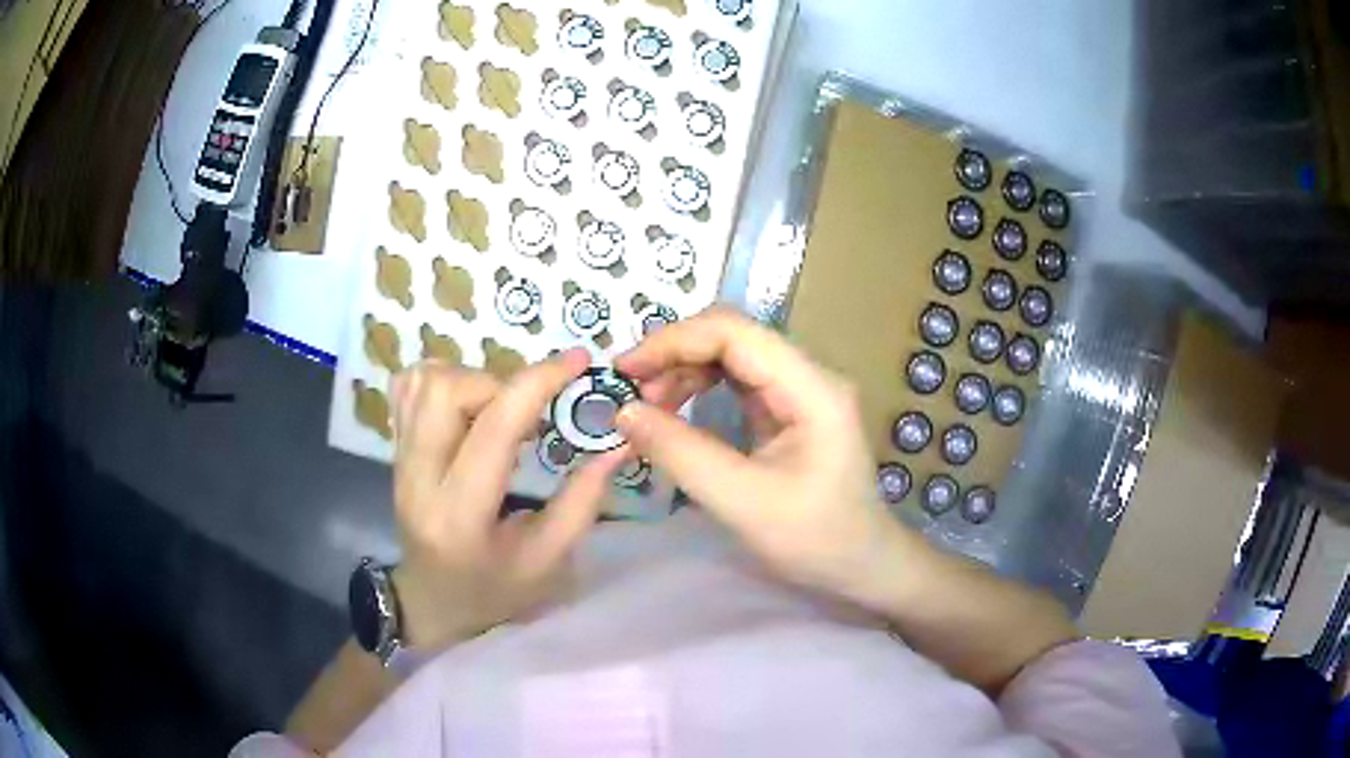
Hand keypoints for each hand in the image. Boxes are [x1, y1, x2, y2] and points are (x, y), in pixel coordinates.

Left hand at [388, 350, 624, 653]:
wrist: (431, 600)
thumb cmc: (494, 590)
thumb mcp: (548, 560)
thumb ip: (583, 500)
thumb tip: (618, 442)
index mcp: (461, 515)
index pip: (494, 428)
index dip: (539, 383)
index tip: (578, 361)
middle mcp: (419, 478)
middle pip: (446, 390)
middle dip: (499, 383)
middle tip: (528, 410)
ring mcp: (399, 460)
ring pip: (423, 381)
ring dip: (471, 379)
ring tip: (499, 409)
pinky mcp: (393, 448)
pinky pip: (406, 387)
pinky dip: (442, 379)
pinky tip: (468, 405)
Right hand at [614, 308, 905, 605]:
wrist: (863, 565)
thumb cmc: (815, 539)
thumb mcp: (743, 502)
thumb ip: (682, 454)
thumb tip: (624, 412)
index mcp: (812, 388)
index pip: (735, 333)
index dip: (674, 341)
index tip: (626, 370)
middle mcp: (809, 376)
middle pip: (732, 337)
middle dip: (676, 355)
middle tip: (633, 394)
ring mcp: (801, 390)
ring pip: (732, 356)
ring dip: (684, 371)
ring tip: (649, 406)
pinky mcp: (790, 410)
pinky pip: (738, 382)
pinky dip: (700, 389)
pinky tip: (676, 411)